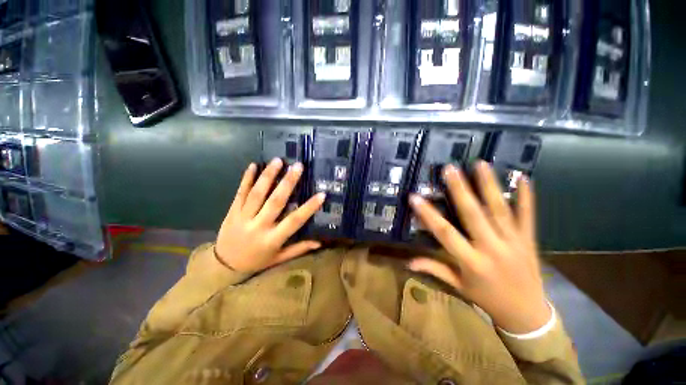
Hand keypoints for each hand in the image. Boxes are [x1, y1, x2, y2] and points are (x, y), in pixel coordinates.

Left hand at [215, 159, 325, 273]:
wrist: (223, 265)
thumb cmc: (256, 261)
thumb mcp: (279, 258)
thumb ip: (299, 248)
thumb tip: (320, 242)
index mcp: (272, 239)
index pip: (294, 221)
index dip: (308, 208)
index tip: (321, 194)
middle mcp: (258, 226)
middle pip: (275, 202)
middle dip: (287, 182)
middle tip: (298, 167)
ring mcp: (243, 217)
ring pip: (257, 193)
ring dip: (268, 176)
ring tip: (278, 161)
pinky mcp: (232, 211)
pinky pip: (240, 193)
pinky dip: (246, 179)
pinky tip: (253, 165)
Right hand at [408, 161, 549, 333]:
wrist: (527, 314)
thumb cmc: (487, 299)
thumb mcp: (458, 286)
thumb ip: (434, 269)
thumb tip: (408, 262)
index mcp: (471, 261)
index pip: (444, 233)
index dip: (428, 214)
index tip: (415, 197)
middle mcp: (492, 248)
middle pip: (473, 214)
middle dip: (460, 190)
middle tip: (449, 169)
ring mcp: (513, 242)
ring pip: (500, 209)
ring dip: (489, 185)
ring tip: (480, 164)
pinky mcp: (529, 239)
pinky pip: (528, 215)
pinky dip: (526, 196)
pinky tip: (523, 177)